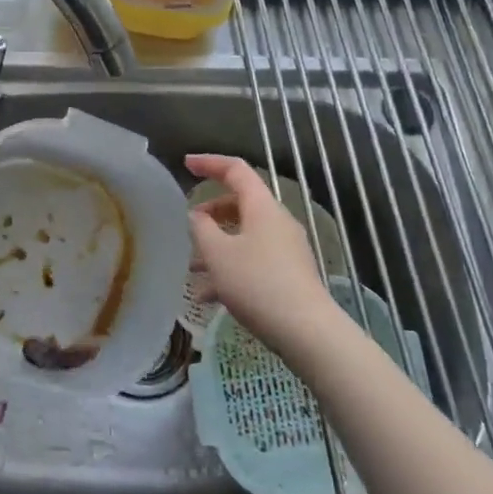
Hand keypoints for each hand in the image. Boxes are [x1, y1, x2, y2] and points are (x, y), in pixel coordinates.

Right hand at [185, 154, 339, 355]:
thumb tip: (196, 216)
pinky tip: (209, 298)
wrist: (306, 331)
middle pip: (240, 204)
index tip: (186, 164)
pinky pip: (253, 260)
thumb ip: (201, 228)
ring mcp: (286, 249)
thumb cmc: (257, 283)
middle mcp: (277, 221)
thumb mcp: (218, 254)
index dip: (210, 163)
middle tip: (187, 226)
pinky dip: (230, 269)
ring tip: (192, 269)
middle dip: (210, 214)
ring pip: (244, 236)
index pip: (236, 169)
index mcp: (262, 207)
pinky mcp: (289, 274)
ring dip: (217, 247)